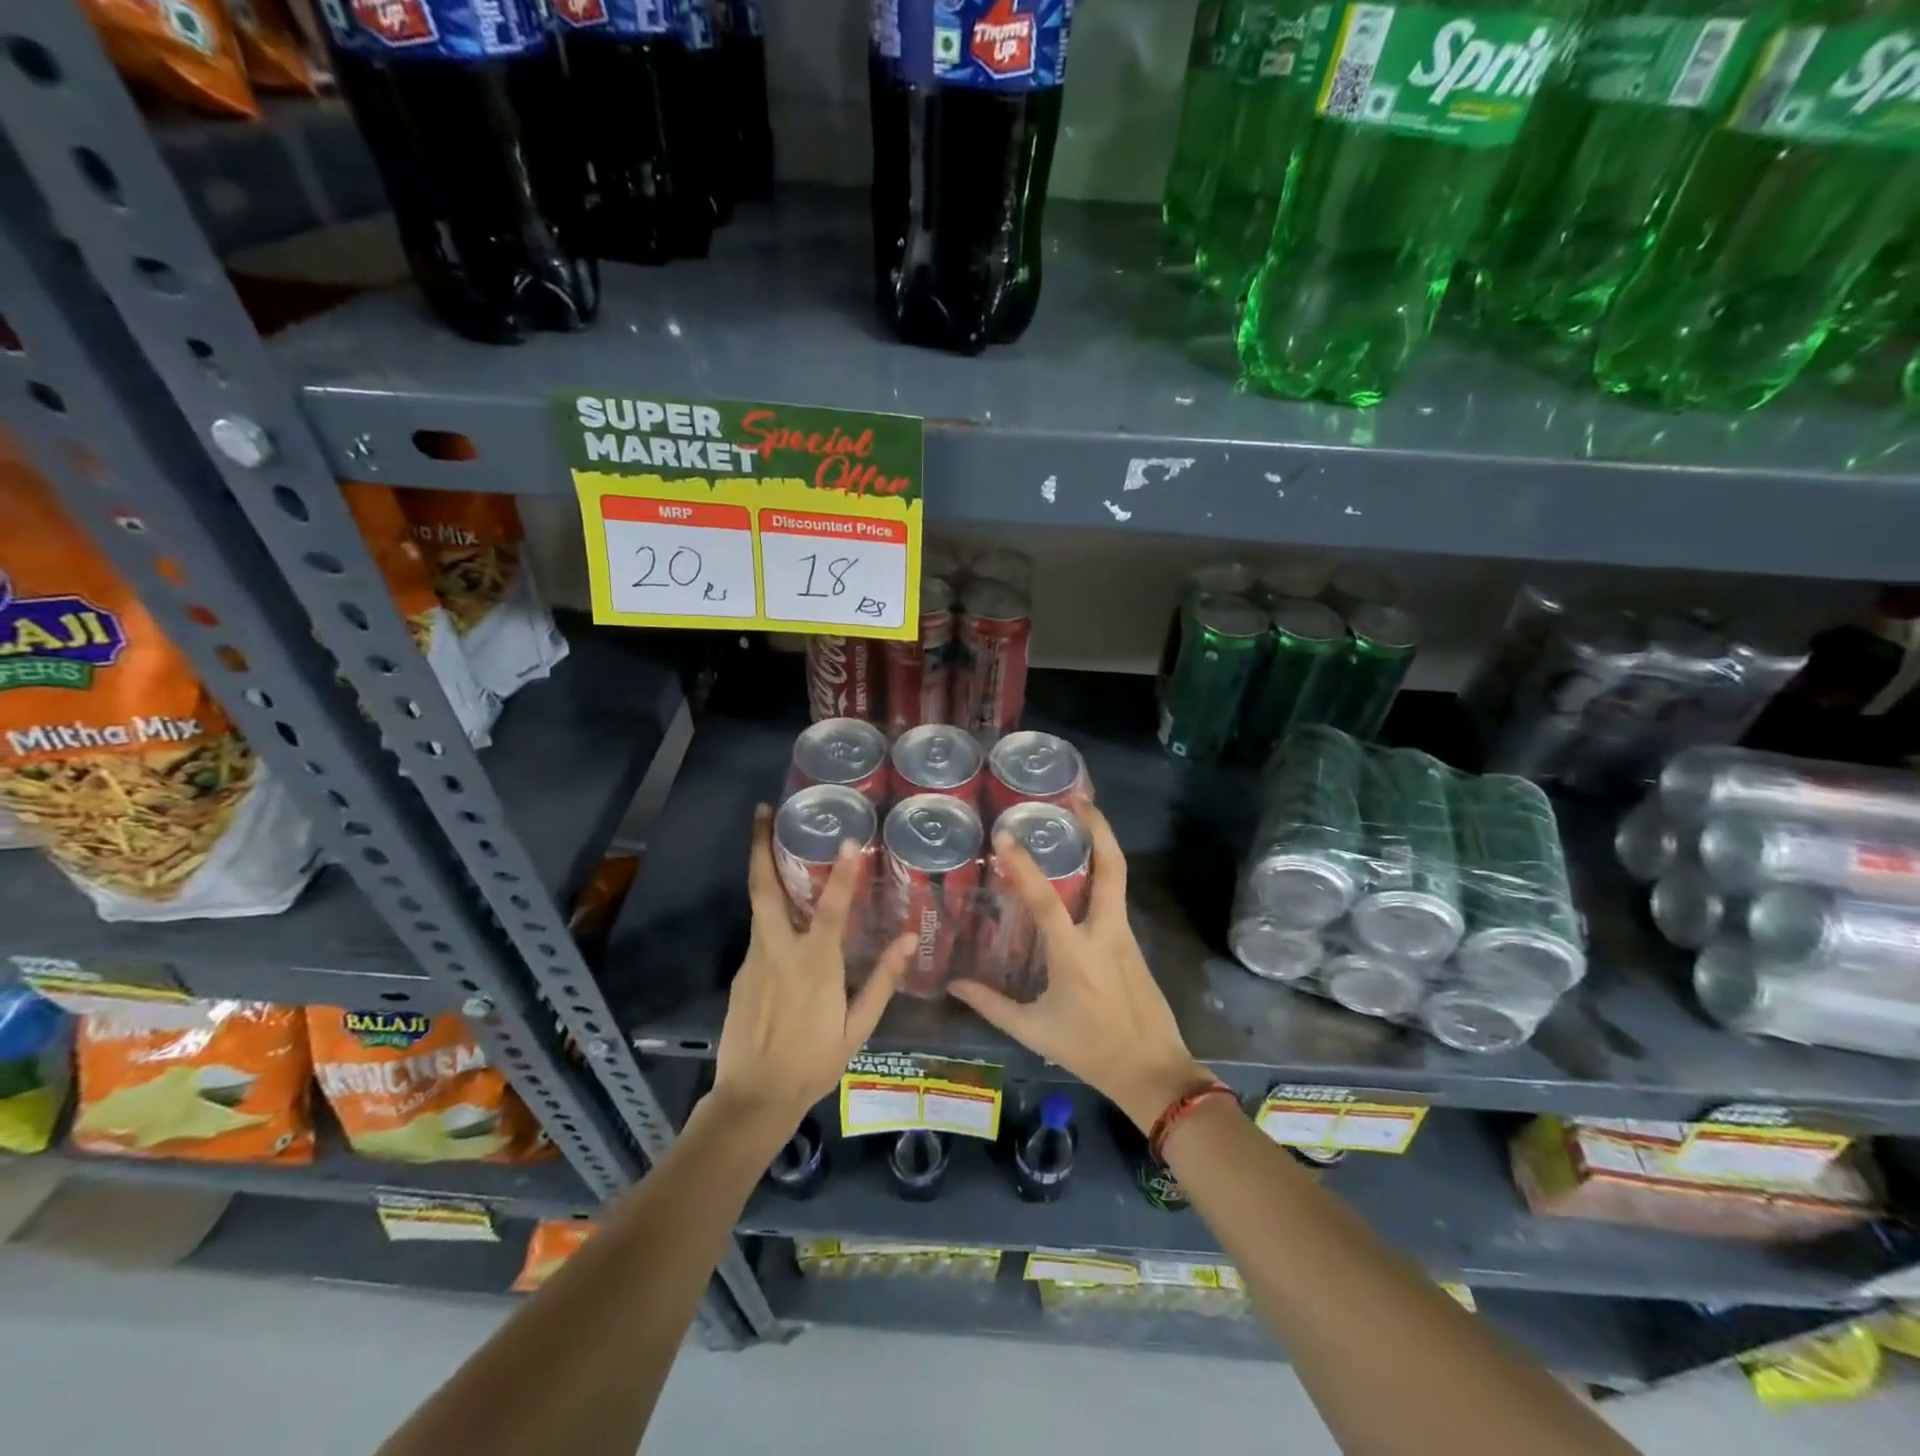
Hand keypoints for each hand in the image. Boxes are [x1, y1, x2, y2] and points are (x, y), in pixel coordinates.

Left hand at [710, 805, 912, 1146]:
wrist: (752, 1098)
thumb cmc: (814, 1062)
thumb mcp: (857, 1027)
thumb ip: (882, 979)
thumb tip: (909, 938)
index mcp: (814, 964)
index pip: (831, 908)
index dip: (841, 873)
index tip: (848, 840)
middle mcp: (778, 951)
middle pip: (764, 888)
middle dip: (760, 846)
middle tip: (761, 810)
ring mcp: (753, 960)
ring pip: (759, 905)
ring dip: (764, 870)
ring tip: (775, 843)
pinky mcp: (740, 973)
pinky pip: (760, 934)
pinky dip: (771, 913)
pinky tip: (786, 917)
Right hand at [948, 794, 1214, 1130]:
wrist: (1153, 1070)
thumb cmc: (1090, 1050)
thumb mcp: (1034, 1030)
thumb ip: (991, 1005)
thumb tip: (954, 984)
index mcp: (1075, 955)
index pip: (1047, 900)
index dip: (1024, 866)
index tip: (1005, 836)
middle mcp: (1105, 934)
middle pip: (1111, 868)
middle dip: (1098, 827)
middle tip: (1078, 797)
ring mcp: (1125, 935)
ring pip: (1116, 878)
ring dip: (1100, 845)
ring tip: (1076, 819)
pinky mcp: (1133, 942)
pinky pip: (1114, 898)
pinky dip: (1100, 875)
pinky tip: (1080, 872)